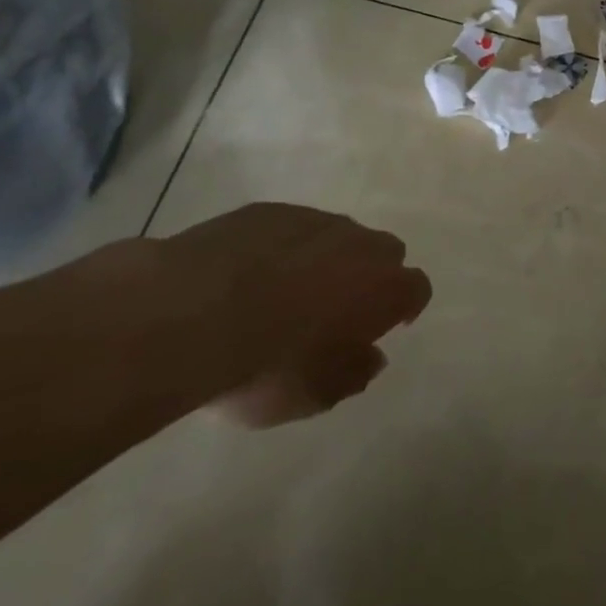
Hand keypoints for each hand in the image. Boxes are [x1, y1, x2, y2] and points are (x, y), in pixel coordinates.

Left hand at [161, 203, 431, 426]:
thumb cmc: (266, 364)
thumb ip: (354, 374)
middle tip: (339, 309)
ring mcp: (314, 221)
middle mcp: (360, 244)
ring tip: (287, 292)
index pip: (416, 288)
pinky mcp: (270, 211)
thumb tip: (371, 356)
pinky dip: (282, 249)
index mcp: (383, 287)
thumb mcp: (315, 395)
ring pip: (337, 236)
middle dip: (370, 276)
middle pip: (385, 252)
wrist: (189, 314)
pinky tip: (249, 276)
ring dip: (326, 259)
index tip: (391, 325)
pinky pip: (290, 229)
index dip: (407, 306)